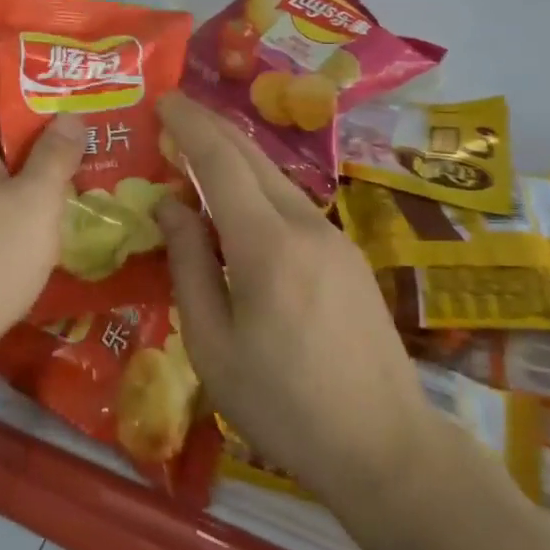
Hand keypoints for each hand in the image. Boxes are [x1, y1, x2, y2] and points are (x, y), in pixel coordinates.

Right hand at [155, 93, 432, 505]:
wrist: (387, 449)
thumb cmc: (283, 406)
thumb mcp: (213, 346)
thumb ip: (188, 266)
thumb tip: (170, 207)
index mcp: (266, 246)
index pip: (220, 162)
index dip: (189, 125)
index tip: (163, 99)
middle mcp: (305, 226)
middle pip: (252, 157)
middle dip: (211, 127)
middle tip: (174, 112)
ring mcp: (334, 238)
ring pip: (274, 178)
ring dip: (233, 158)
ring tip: (196, 156)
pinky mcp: (348, 257)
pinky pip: (291, 204)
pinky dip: (256, 188)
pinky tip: (238, 208)